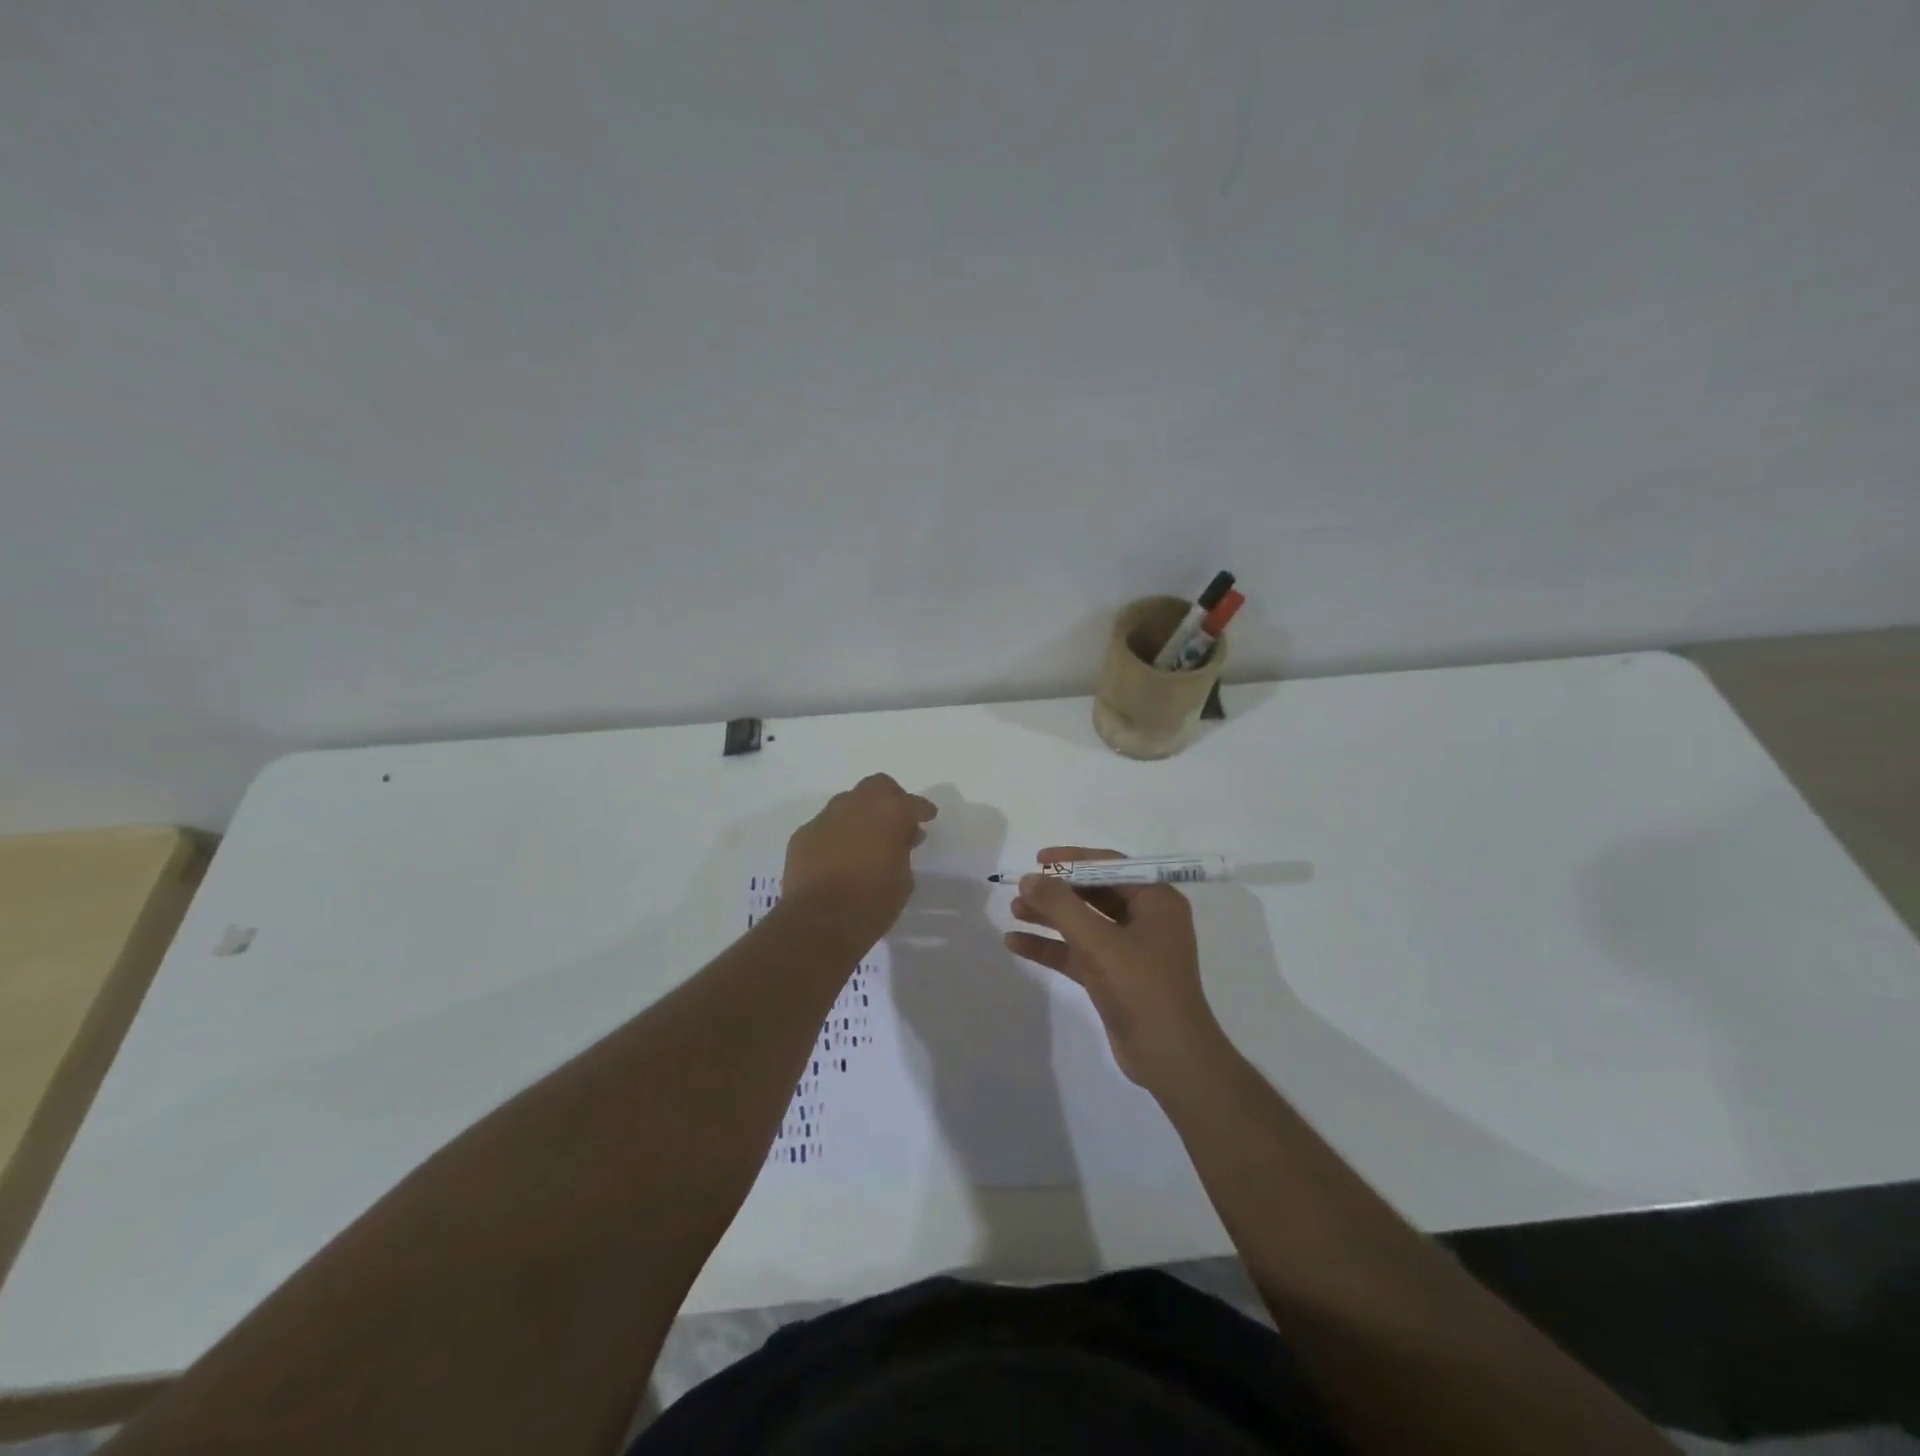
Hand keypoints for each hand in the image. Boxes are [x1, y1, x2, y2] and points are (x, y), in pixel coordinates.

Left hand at [783, 774, 936, 939]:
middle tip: (895, 821)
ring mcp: (825, 817)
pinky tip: (837, 856)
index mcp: (890, 812)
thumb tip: (899, 840)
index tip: (927, 817)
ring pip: (847, 803)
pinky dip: (835, 835)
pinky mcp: (802, 835)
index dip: (922, 810)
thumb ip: (903, 851)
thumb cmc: (873, 902)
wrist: (820, 921)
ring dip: (859, 816)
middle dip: (889, 799)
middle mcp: (856, 805)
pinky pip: (825, 826)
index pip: (912, 803)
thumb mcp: (903, 879)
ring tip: (864, 840)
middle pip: (877, 787)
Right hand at [1004, 847, 1227, 1090]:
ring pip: (1084, 923)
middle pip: (1094, 893)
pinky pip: (1078, 952)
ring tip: (1013, 911)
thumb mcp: (1099, 942)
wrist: (1170, 1059)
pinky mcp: (1114, 977)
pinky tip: (1015, 943)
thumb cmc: (1142, 989)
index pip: (1111, 866)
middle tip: (1022, 888)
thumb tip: (1029, 879)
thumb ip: (1061, 906)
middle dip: (1057, 891)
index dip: (1073, 860)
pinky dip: (1051, 947)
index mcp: (1156, 901)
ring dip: (1050, 917)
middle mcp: (1146, 920)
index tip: (1039, 860)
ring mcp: (1130, 950)